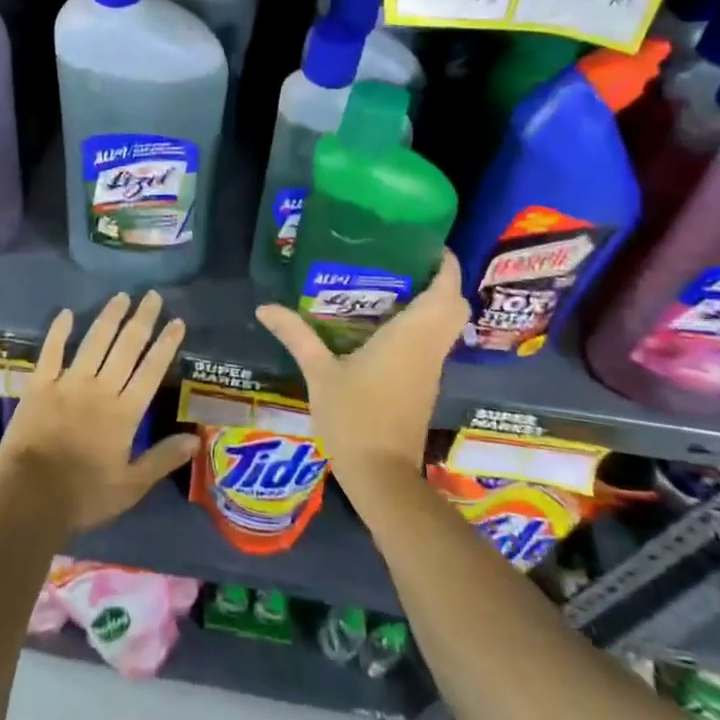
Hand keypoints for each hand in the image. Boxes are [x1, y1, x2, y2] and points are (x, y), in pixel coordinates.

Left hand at [0, 291, 198, 533]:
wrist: (29, 496)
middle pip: (126, 347)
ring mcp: (68, 383)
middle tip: (152, 295)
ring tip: (121, 296)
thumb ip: (163, 459)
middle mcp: (101, 388)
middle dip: (142, 320)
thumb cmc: (84, 495)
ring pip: (94, 342)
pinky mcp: (40, 385)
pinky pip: (51, 351)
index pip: (152, 370)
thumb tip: (196, 439)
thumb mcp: (131, 486)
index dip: (166, 344)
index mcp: (126, 412)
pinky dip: (59, 331)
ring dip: (109, 317)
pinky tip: (66, 313)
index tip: (177, 321)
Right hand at [255, 252, 467, 508]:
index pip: (446, 291)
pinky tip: (386, 326)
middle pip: (454, 306)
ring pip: (447, 327)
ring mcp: (430, 369)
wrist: (381, 476)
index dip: (446, 264)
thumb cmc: (353, 418)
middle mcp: (428, 348)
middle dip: (441, 282)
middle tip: (406, 264)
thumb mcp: (319, 373)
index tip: (427, 243)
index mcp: (410, 337)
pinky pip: (434, 344)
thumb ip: (296, 335)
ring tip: (393, 287)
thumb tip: (265, 307)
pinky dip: (423, 327)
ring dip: (433, 304)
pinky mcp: (425, 386)